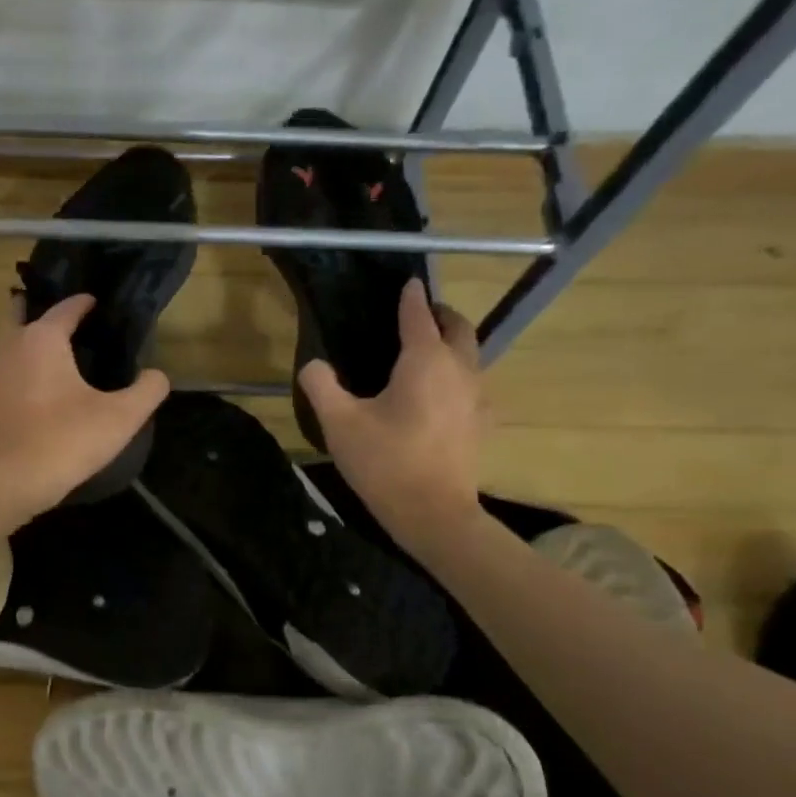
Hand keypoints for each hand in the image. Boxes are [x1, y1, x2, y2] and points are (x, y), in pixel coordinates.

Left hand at [0, 293, 170, 515]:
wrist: (8, 482)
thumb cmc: (65, 441)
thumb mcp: (121, 418)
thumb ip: (147, 390)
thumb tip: (156, 375)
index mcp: (42, 337)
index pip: (66, 308)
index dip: (84, 304)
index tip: (96, 304)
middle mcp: (8, 343)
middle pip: (22, 312)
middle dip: (41, 311)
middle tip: (66, 325)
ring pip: (4, 340)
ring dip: (23, 338)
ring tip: (49, 354)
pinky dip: (11, 366)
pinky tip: (29, 386)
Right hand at [298, 279, 484, 539]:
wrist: (432, 513)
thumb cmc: (385, 462)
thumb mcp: (339, 423)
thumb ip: (321, 386)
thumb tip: (314, 365)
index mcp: (424, 361)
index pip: (418, 316)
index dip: (410, 298)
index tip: (408, 283)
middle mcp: (458, 369)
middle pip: (459, 329)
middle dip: (441, 315)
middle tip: (421, 313)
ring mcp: (476, 397)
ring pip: (471, 355)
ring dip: (453, 344)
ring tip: (429, 350)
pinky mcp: (481, 423)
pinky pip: (473, 384)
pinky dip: (459, 374)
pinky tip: (441, 394)